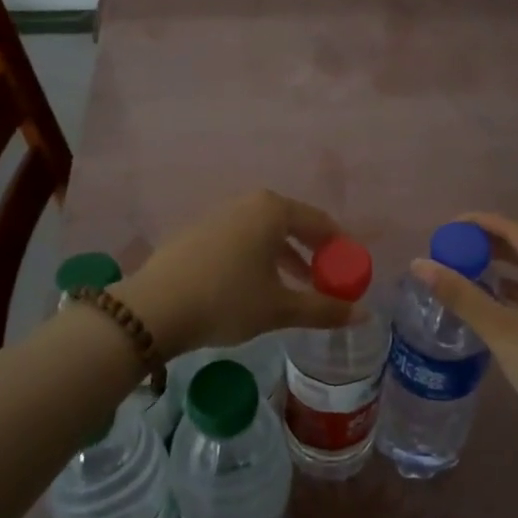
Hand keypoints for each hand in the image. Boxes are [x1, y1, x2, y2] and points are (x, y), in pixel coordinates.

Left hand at [113, 190, 354, 355]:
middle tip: (326, 281)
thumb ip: (324, 308)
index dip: (340, 248)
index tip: (351, 272)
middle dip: (312, 253)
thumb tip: (364, 314)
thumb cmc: (227, 300)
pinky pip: (239, 239)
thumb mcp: (280, 308)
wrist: (154, 310)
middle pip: (291, 224)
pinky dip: (256, 258)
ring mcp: (217, 215)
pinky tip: (254, 287)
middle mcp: (246, 203)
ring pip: (263, 233)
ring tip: (295, 288)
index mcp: (272, 209)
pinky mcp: (196, 233)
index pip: (320, 222)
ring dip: (284, 258)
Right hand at [411, 212, 517, 442]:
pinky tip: (492, 300)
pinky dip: (514, 291)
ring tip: (465, 270)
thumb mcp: (500, 328)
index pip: (514, 230)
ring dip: (500, 269)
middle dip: (488, 246)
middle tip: (452, 249)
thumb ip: (460, 294)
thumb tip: (418, 264)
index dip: (480, 224)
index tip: (448, 227)